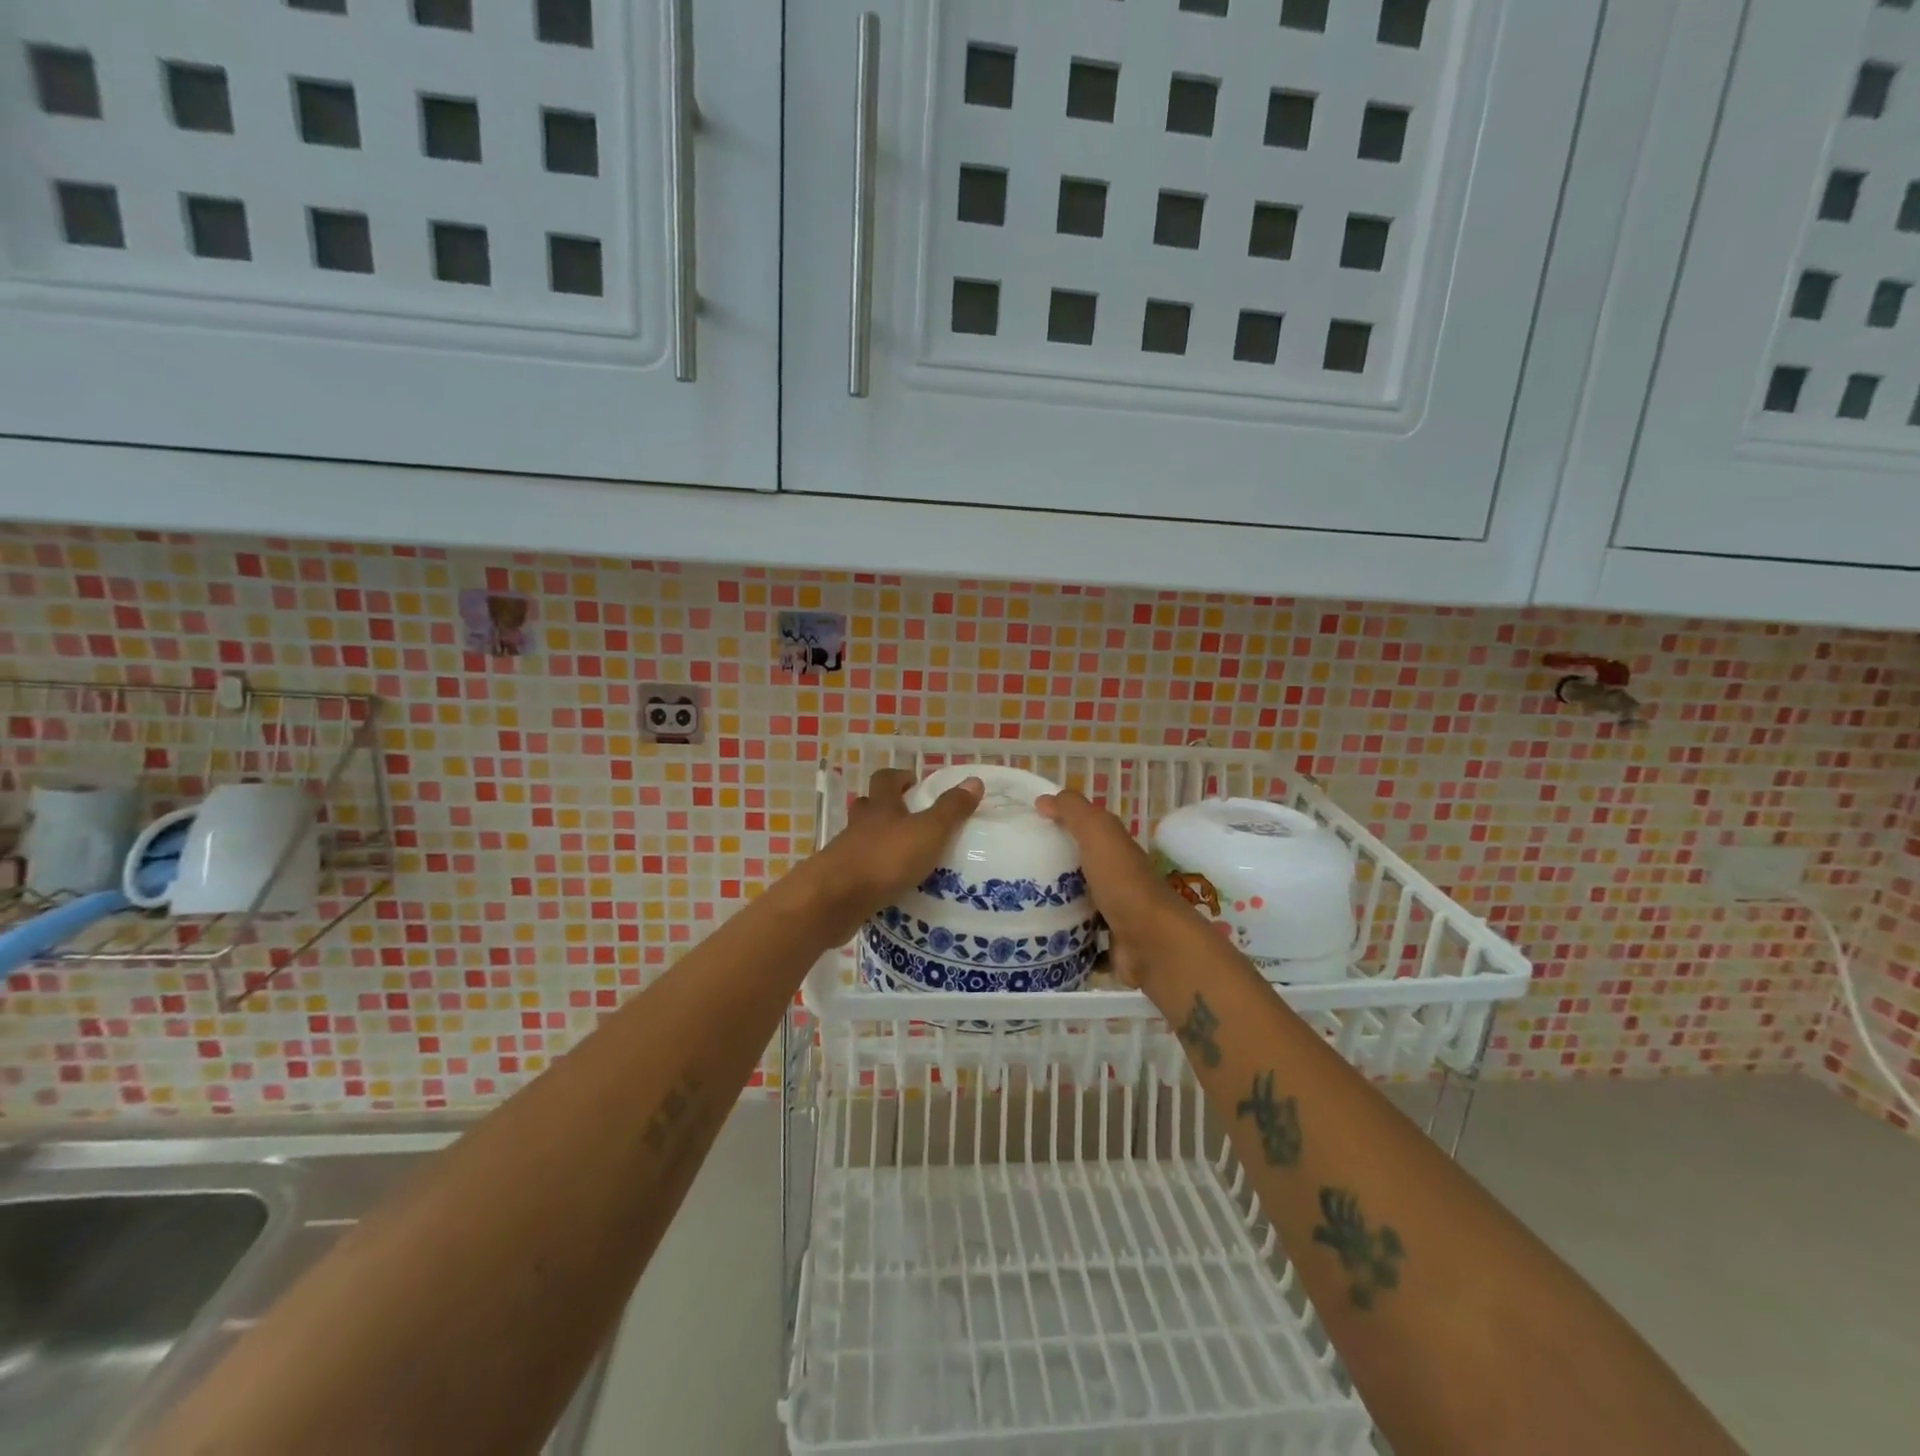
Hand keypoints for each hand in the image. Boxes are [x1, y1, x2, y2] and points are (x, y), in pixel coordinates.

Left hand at [794, 769, 982, 945]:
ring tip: (904, 857)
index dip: (899, 777)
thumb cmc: (885, 859)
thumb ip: (951, 810)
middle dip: (887, 809)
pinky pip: (858, 871)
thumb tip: (974, 781)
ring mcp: (845, 853)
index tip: (914, 783)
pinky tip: (889, 887)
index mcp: (881, 807)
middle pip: (868, 807)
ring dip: (879, 843)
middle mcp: (860, 825)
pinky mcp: (840, 882)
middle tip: (910, 820)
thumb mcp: (929, 832)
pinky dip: (872, 873)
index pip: (886, 780)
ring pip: (861, 839)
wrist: (834, 900)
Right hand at [1037, 790, 1197, 989]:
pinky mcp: (1111, 946)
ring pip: (1081, 905)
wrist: (1151, 943)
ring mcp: (1116, 915)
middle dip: (1053, 868)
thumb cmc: (1122, 882)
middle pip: (1082, 869)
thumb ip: (1073, 811)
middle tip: (1015, 870)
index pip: (1087, 832)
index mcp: (1116, 850)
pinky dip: (1066, 939)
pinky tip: (1040, 937)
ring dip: (1057, 905)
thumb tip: (1043, 800)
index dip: (1060, 826)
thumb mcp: (1097, 833)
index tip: (1025, 831)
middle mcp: (1119, 880)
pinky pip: (1083, 940)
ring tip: (1017, 904)